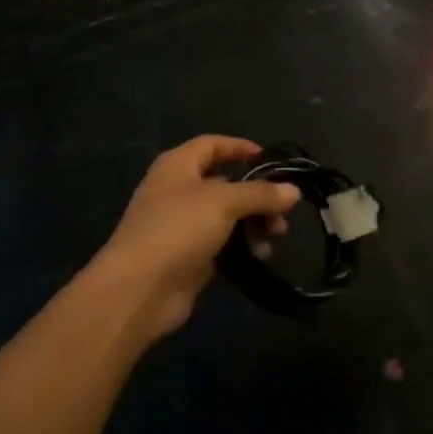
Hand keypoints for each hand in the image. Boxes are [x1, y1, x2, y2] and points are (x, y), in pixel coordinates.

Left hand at [91, 136, 299, 340]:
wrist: (139, 289)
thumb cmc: (178, 228)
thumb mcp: (223, 202)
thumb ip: (259, 194)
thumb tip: (293, 190)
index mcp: (178, 165)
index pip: (212, 144)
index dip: (240, 148)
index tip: (270, 159)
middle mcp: (178, 190)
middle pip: (224, 183)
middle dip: (256, 195)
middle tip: (282, 212)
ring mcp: (181, 226)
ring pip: (225, 216)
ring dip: (252, 224)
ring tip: (274, 238)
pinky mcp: (188, 258)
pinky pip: (221, 245)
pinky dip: (241, 248)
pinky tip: (260, 258)